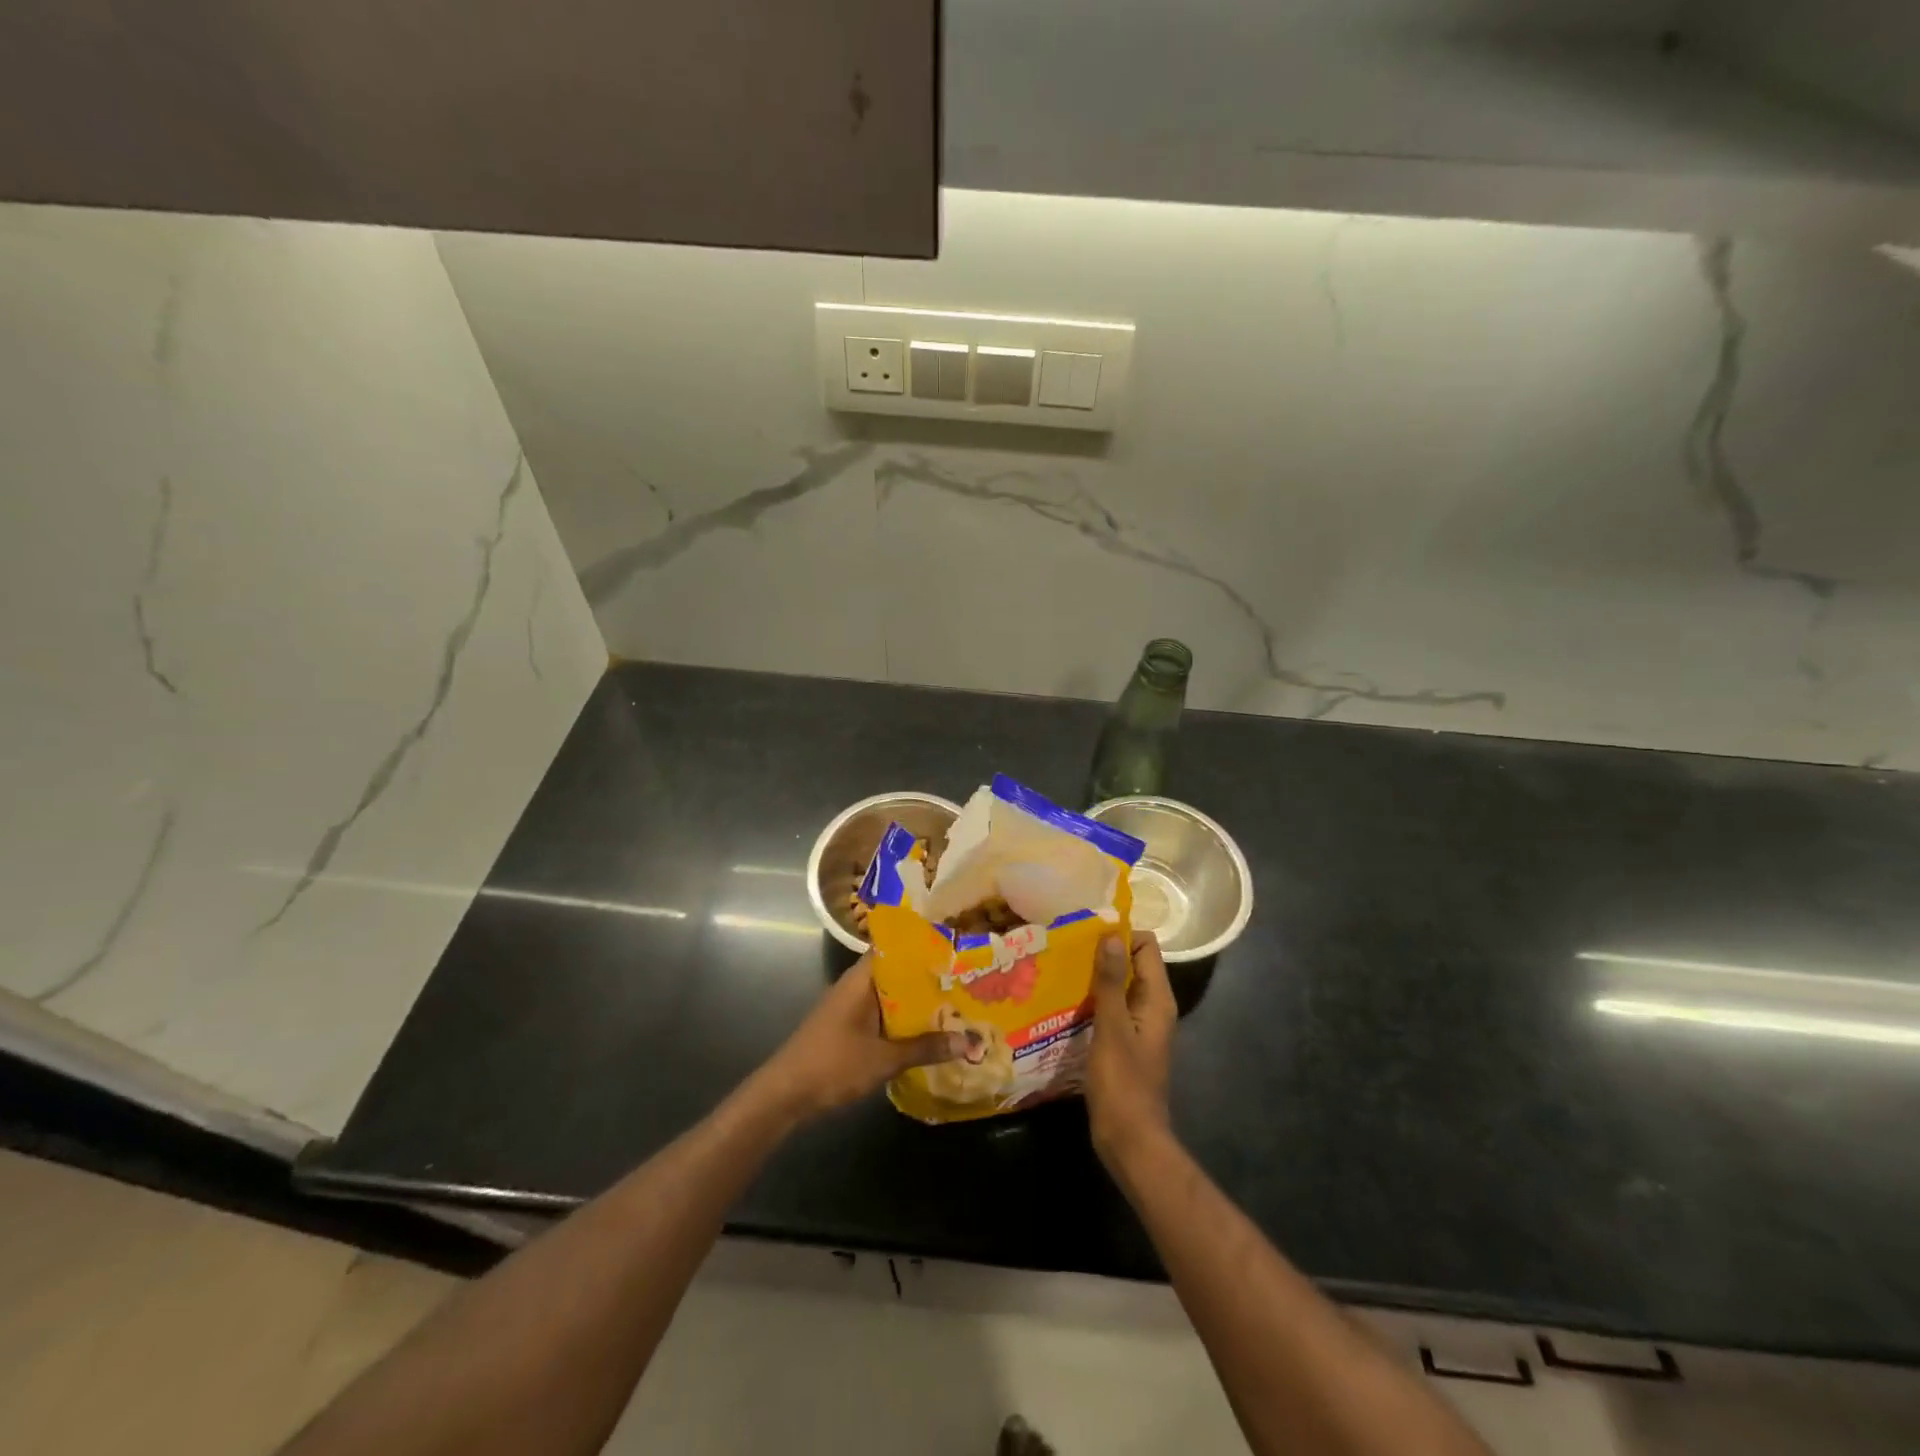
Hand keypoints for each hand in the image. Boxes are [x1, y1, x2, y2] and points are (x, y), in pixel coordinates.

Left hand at [752, 957, 965, 1122]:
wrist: (784, 1095)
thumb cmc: (832, 1065)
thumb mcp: (883, 1059)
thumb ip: (925, 1048)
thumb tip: (970, 1041)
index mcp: (862, 979)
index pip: (897, 948)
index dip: (926, 946)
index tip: (957, 948)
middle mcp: (857, 986)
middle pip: (898, 973)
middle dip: (930, 978)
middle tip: (968, 979)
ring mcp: (851, 1006)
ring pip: (892, 996)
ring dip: (918, 1002)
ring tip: (958, 1003)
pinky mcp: (849, 1027)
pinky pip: (884, 1014)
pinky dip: (904, 1020)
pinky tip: (928, 1032)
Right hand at [1086, 932, 1176, 1163]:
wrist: (1130, 1139)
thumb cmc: (1122, 1082)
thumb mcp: (1112, 1027)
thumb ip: (1110, 981)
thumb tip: (1110, 936)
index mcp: (1157, 999)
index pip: (1146, 947)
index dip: (1120, 935)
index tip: (1086, 933)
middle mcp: (1153, 1007)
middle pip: (1132, 964)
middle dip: (1103, 953)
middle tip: (1066, 949)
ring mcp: (1139, 1026)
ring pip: (1118, 986)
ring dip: (1094, 977)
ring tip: (1060, 969)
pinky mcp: (1125, 1043)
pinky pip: (1110, 1009)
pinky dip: (1092, 1000)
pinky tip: (1065, 1002)